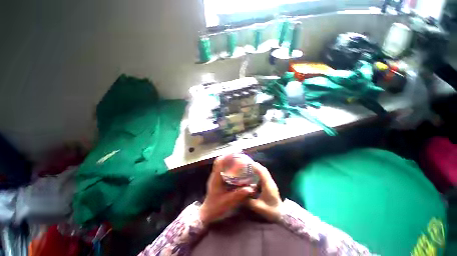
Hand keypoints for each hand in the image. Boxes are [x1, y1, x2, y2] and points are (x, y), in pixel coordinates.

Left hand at [199, 155, 255, 224]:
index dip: (228, 156)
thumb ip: (239, 195)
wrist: (207, 212)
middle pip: (219, 160)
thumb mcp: (228, 202)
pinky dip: (227, 164)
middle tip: (238, 154)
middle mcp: (214, 175)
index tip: (236, 152)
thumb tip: (251, 188)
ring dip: (227, 159)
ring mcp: (215, 176)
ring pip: (220, 163)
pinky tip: (234, 167)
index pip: (220, 162)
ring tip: (237, 158)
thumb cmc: (216, 207)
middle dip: (228, 155)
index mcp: (216, 178)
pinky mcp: (216, 179)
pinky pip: (221, 168)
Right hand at [246, 162, 282, 221]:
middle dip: (255, 166)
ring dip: (257, 169)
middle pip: (263, 169)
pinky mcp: (270, 185)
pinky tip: (253, 176)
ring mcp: (271, 183)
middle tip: (246, 165)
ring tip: (249, 169)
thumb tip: (240, 194)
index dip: (255, 166)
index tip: (247, 163)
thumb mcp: (258, 207)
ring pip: (264, 172)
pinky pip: (264, 176)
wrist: (282, 215)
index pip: (262, 171)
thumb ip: (248, 200)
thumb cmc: (270, 211)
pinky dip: (259, 173)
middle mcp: (270, 181)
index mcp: (268, 185)